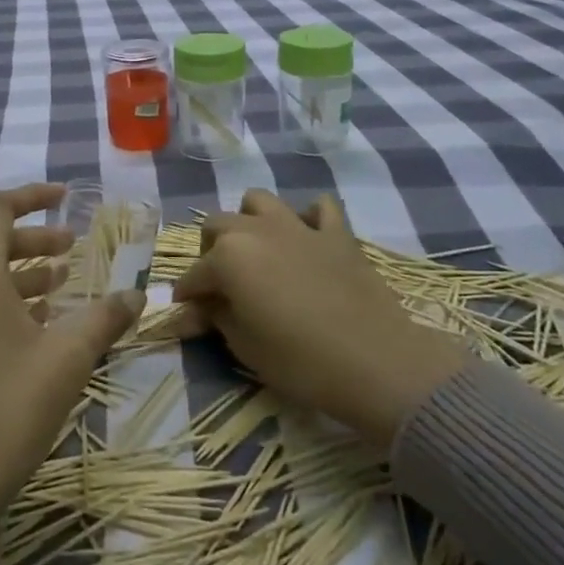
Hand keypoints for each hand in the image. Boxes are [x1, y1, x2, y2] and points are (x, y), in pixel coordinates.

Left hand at [0, 184, 143, 564]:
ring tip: (61, 286)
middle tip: (73, 251)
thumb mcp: (68, 358)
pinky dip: (4, 303)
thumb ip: (105, 318)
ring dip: (23, 275)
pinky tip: (35, 327)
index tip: (64, 197)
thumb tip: (138, 294)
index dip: (33, 197)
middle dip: (36, 242)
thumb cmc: (10, 408)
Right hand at [174, 190, 466, 448]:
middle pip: (218, 226)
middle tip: (221, 283)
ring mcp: (298, 226)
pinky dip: (310, 218)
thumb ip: (214, 318)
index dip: (187, 296)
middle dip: (211, 251)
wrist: (376, 362)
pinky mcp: (336, 233)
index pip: (194, 275)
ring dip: (250, 221)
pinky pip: (320, 208)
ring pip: (259, 202)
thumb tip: (190, 312)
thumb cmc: (300, 360)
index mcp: (227, 256)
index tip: (187, 313)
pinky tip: (308, 239)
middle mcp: (255, 230)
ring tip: (257, 250)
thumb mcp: (245, 346)